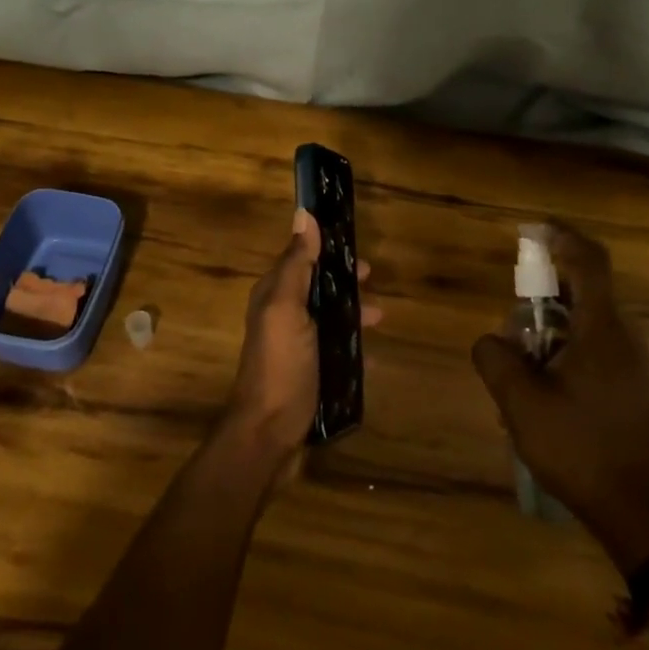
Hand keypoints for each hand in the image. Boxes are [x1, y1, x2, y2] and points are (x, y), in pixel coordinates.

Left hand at [224, 210, 374, 464]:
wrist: (268, 435)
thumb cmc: (280, 365)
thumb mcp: (287, 308)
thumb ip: (296, 264)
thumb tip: (303, 214)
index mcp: (274, 295)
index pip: (300, 259)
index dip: (325, 248)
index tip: (355, 242)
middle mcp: (282, 316)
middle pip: (316, 287)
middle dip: (343, 280)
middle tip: (373, 279)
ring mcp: (295, 347)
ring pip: (328, 317)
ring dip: (352, 311)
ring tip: (380, 317)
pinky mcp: (309, 373)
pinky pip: (335, 349)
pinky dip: (352, 345)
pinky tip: (373, 353)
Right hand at [471, 224, 648, 572]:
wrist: (637, 513)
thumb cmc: (579, 449)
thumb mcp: (520, 402)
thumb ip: (495, 357)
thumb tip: (492, 341)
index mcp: (602, 330)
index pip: (589, 261)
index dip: (562, 237)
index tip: (532, 231)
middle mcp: (622, 336)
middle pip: (583, 288)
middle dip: (543, 291)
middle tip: (513, 318)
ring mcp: (629, 362)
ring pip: (584, 319)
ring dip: (549, 325)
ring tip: (519, 361)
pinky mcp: (627, 384)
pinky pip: (591, 344)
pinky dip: (561, 346)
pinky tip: (539, 385)